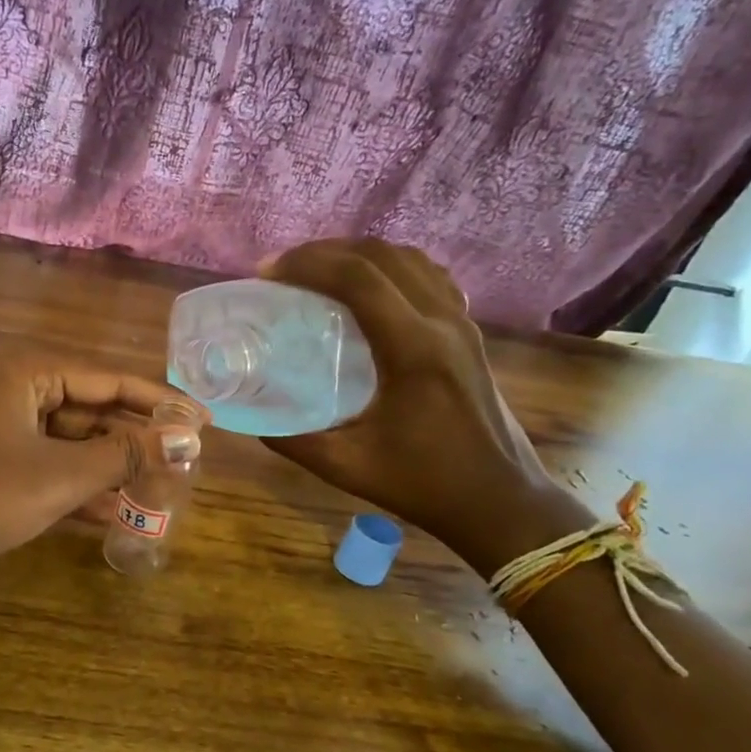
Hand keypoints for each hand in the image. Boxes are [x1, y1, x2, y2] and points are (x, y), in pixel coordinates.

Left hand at [0, 349, 203, 577]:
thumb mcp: (59, 476)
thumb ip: (123, 456)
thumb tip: (185, 440)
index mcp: (31, 370)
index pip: (113, 380)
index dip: (162, 403)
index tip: (207, 424)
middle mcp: (19, 386)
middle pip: (95, 409)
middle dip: (137, 441)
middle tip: (188, 465)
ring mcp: (5, 425)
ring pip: (75, 442)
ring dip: (112, 470)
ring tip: (163, 494)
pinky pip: (51, 465)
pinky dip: (80, 488)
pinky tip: (118, 516)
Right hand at [259, 239, 560, 562]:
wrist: (500, 501)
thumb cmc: (423, 484)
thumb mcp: (346, 467)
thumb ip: (292, 440)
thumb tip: (250, 416)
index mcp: (413, 350)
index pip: (358, 278)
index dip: (307, 263)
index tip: (267, 272)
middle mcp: (442, 322)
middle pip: (382, 256)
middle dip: (325, 251)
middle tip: (283, 269)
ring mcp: (461, 323)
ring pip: (408, 258)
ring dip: (358, 254)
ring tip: (318, 271)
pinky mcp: (468, 332)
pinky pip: (427, 276)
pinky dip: (389, 267)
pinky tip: (367, 289)